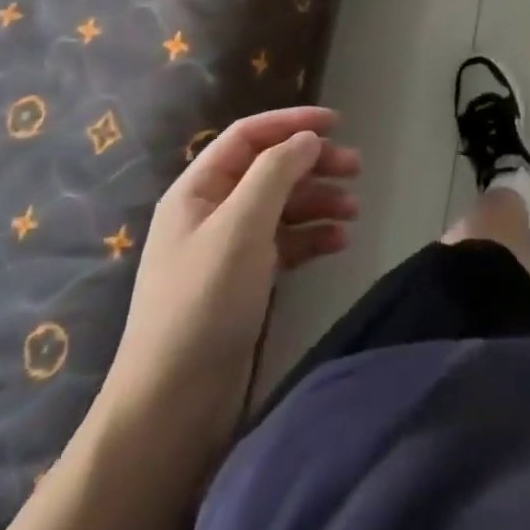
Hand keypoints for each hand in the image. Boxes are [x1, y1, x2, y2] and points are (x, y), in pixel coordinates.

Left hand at [101, 106, 360, 457]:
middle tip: (356, 168)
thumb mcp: (241, 226)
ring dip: (320, 201)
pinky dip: (313, 237)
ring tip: (355, 211)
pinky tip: (339, 242)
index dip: (292, 122)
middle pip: (271, 168)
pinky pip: (286, 242)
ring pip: (283, 205)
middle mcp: (213, 211)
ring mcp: (229, 248)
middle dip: (314, 164)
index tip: (337, 123)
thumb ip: (276, 172)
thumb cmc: (203, 302)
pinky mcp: (246, 281)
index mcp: (198, 190)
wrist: (172, 406)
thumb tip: (307, 138)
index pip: (249, 136)